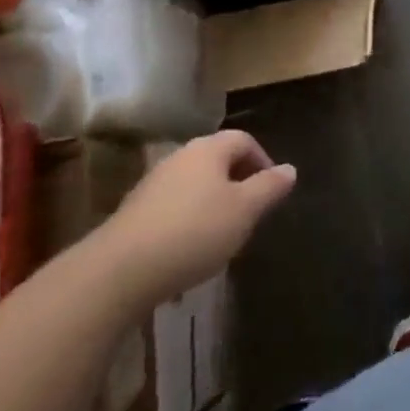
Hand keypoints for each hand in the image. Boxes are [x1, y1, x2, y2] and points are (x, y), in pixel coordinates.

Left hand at [102, 131, 296, 299]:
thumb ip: (269, 188)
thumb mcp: (243, 211)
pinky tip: (190, 250)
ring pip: (195, 183)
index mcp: (209, 149)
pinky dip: (189, 220)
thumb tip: (290, 169)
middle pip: (218, 159)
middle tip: (252, 213)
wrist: (120, 270)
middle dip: (238, 181)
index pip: (244, 140)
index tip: (272, 190)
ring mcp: (154, 182)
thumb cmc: (193, 232)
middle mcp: (181, 156)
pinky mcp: (136, 211)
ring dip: (213, 202)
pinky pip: (174, 206)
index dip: (263, 160)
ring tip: (223, 234)